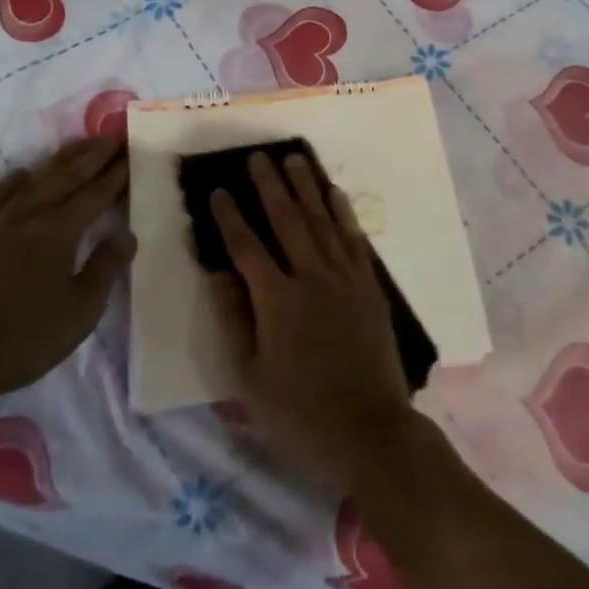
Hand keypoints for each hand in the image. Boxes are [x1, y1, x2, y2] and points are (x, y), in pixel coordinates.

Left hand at [0, 136, 133, 414]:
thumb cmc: (20, 339)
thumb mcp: (79, 313)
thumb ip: (105, 268)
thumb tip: (126, 235)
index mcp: (59, 230)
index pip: (96, 192)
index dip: (117, 172)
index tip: (133, 151)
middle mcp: (29, 213)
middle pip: (68, 174)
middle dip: (94, 154)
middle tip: (114, 136)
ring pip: (35, 177)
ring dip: (61, 159)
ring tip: (80, 145)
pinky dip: (17, 179)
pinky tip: (23, 175)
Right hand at [210, 150, 416, 490]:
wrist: (370, 432)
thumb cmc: (300, 415)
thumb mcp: (250, 380)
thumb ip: (234, 320)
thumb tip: (218, 273)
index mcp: (277, 301)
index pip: (246, 247)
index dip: (229, 218)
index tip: (217, 191)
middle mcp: (311, 277)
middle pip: (287, 220)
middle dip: (269, 186)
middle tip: (257, 156)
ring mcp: (344, 278)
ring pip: (321, 220)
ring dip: (306, 187)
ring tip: (294, 159)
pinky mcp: (369, 286)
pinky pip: (354, 238)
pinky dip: (342, 212)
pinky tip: (334, 193)